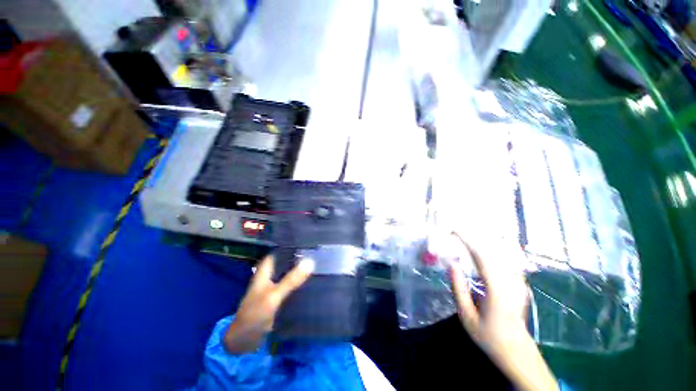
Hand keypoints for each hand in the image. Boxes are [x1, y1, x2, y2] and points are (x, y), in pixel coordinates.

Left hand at [224, 255, 313, 353]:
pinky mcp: (278, 297)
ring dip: (300, 269)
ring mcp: (274, 287)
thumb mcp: (274, 295)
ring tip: (319, 262)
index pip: (279, 252)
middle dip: (299, 257)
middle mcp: (270, 276)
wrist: (245, 340)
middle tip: (317, 252)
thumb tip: (311, 261)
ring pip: (289, 273)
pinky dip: (299, 281)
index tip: (308, 241)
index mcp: (265, 271)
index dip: (291, 246)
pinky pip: (291, 285)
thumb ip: (291, 280)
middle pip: (286, 262)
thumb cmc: (255, 314)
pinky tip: (311, 280)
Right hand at [450, 233, 557, 390]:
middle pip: (492, 251)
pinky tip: (482, 247)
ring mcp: (519, 282)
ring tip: (466, 235)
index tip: (454, 231)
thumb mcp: (466, 315)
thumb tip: (451, 264)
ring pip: (500, 253)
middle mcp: (511, 282)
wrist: (516, 350)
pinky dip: (491, 250)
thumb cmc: (488, 335)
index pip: (482, 258)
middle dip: (473, 237)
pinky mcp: (520, 283)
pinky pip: (505, 260)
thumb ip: (458, 288)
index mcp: (497, 290)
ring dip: (482, 241)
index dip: (468, 241)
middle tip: (456, 230)